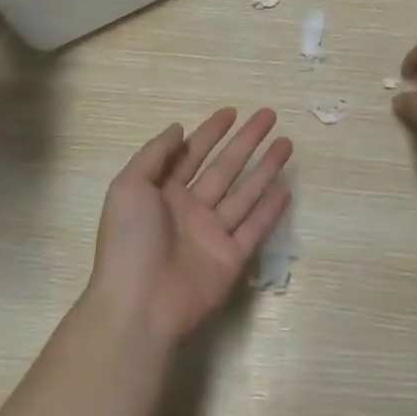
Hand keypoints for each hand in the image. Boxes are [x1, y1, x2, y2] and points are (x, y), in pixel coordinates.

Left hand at [88, 108, 293, 346]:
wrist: (139, 304)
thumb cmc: (129, 241)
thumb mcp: (129, 186)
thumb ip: (155, 155)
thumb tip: (179, 128)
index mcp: (162, 192)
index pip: (191, 154)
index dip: (210, 132)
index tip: (232, 112)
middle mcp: (190, 210)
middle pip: (224, 168)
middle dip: (246, 142)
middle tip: (269, 116)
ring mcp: (212, 234)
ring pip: (244, 193)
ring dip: (265, 168)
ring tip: (287, 143)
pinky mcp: (231, 258)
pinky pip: (255, 228)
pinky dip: (271, 209)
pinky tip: (286, 188)